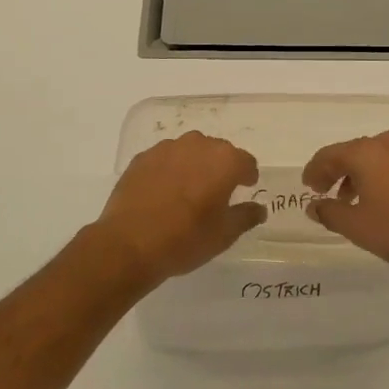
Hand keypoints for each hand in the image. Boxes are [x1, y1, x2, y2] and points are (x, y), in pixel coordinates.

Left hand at [84, 132, 264, 289]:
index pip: (246, 161)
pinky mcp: (142, 157)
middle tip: (217, 192)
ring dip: (194, 165)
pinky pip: (165, 159)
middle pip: (218, 151)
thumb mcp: (224, 235)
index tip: (245, 188)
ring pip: (189, 151)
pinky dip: (169, 170)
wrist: (129, 243)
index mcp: (224, 161)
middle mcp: (197, 145)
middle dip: (221, 168)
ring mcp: (167, 148)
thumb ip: (245, 216)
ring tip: (188, 190)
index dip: (247, 175)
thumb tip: (259, 209)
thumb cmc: (185, 239)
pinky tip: (163, 192)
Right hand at [304, 130, 388, 284]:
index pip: (330, 155)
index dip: (315, 170)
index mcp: (367, 152)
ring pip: (379, 156)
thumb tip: (314, 206)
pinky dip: (386, 174)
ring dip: (363, 174)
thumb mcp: (358, 227)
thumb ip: (330, 213)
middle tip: (329, 194)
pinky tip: (388, 198)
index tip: (308, 187)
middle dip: (339, 172)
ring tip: (357, 200)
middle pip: (355, 152)